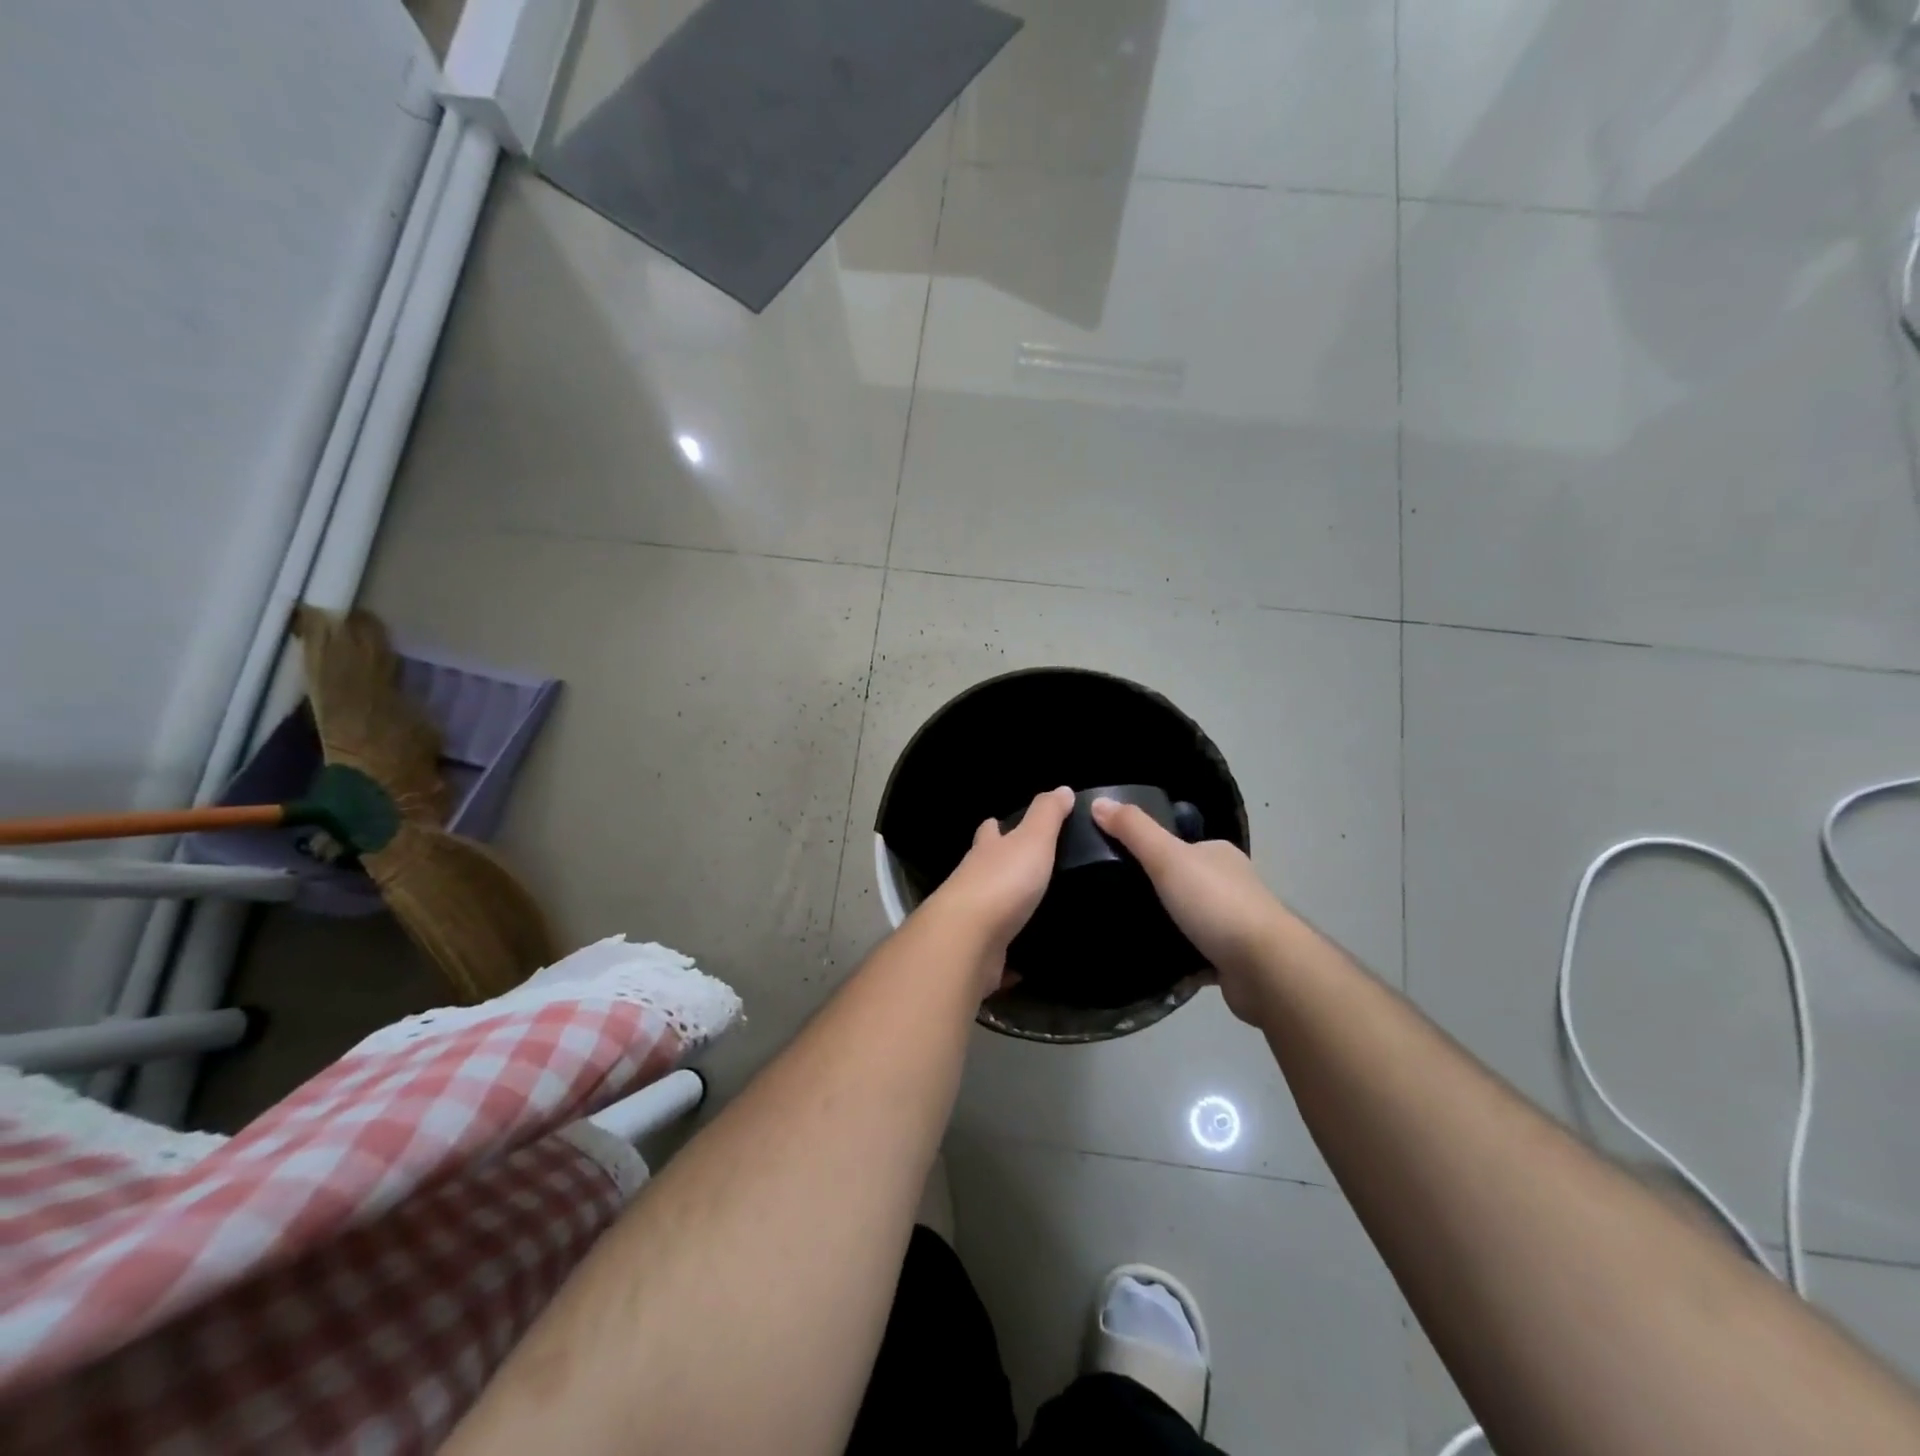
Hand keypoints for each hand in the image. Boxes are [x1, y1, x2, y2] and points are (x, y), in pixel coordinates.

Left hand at [923, 785, 1074, 995]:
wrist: (968, 940)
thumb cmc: (1003, 882)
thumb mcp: (1032, 839)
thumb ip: (1047, 815)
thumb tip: (1062, 788)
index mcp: (986, 852)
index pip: (988, 832)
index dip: (995, 826)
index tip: (1001, 823)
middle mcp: (972, 882)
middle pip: (983, 869)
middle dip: (998, 868)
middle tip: (1025, 873)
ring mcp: (971, 921)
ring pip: (989, 911)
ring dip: (1004, 912)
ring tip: (1034, 915)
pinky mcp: (977, 955)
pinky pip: (997, 956)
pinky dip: (1009, 959)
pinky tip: (1025, 965)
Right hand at [1090, 797, 1290, 1025]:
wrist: (1265, 968)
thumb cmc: (1216, 904)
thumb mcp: (1167, 857)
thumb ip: (1134, 830)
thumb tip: (1098, 802)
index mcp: (1218, 855)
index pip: (1179, 846)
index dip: (1150, 852)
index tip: (1116, 864)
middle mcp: (1231, 886)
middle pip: (1184, 883)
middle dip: (1156, 893)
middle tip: (1116, 902)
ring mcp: (1236, 925)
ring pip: (1191, 921)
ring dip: (1167, 928)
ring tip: (1127, 933)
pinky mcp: (1235, 961)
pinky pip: (1198, 956)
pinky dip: (1179, 961)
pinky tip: (1153, 965)